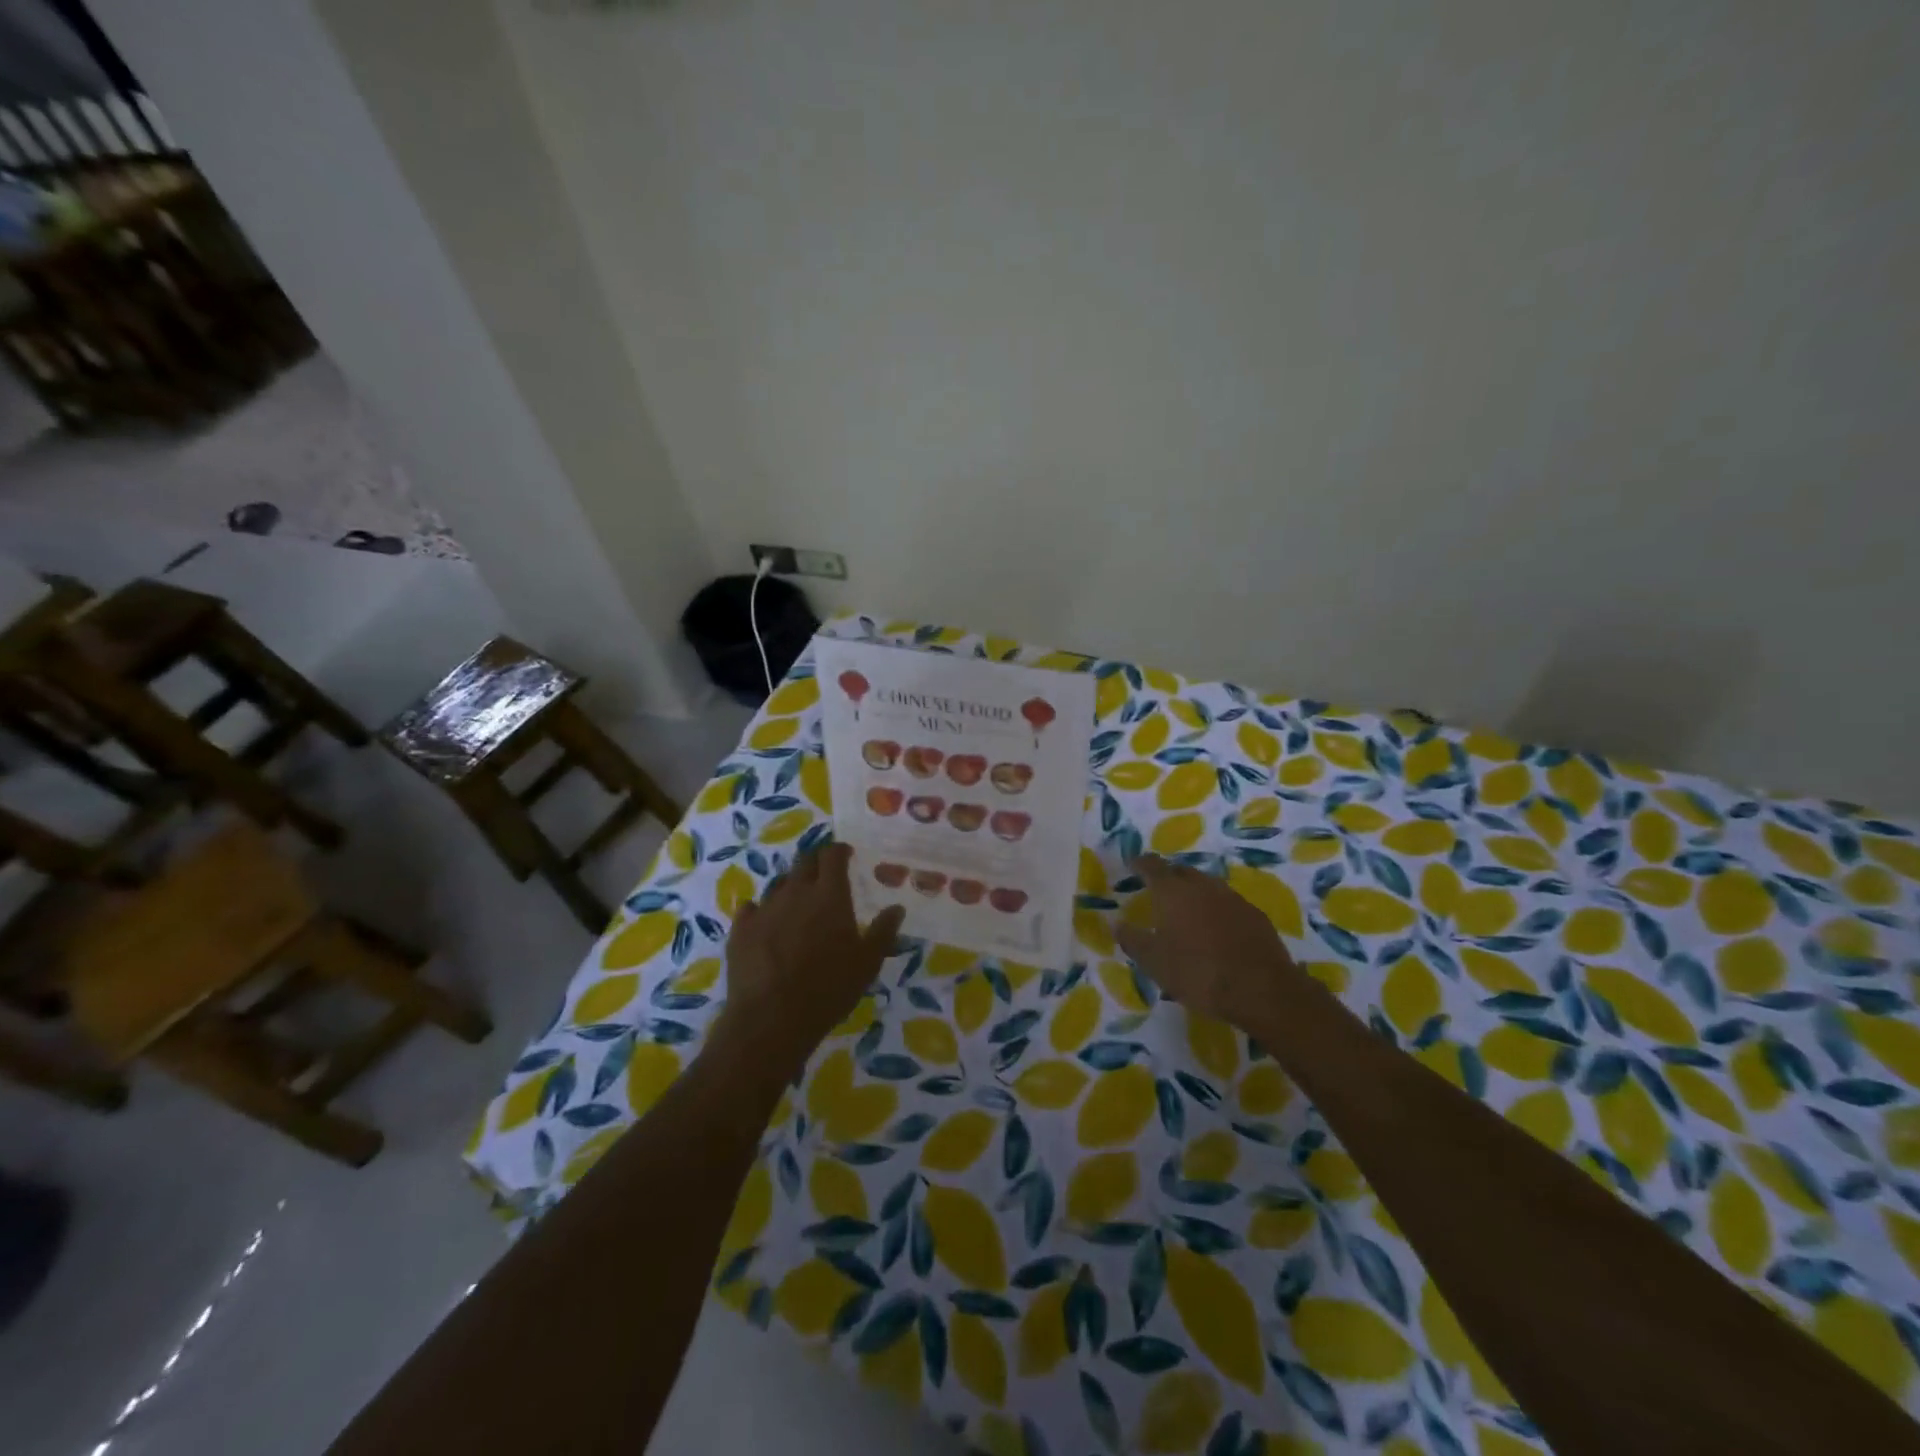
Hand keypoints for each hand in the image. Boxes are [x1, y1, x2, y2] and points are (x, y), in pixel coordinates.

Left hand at [715, 844, 905, 1070]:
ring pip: (778, 884)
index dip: (839, 851)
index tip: (845, 854)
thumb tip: (897, 908)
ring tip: (797, 905)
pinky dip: (761, 911)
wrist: (771, 1018)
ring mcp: (765, 908)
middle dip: (815, 863)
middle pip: (804, 862)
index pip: (832, 856)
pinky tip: (765, 924)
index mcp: (829, 895)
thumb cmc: (828, 989)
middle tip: (823, 876)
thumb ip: (883, 932)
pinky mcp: (741, 929)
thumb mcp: (867, 963)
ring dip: (790, 888)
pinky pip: (751, 908)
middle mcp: (796, 892)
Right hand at [1115, 854, 1301, 1031]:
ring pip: (1207, 885)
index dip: (1140, 863)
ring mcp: (1232, 898)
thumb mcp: (1154, 963)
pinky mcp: (1255, 915)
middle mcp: (1202, 886)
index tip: (1133, 864)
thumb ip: (1133, 940)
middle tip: (1159, 890)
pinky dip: (1217, 909)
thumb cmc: (1198, 973)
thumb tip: (1117, 924)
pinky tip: (1217, 929)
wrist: (1261, 990)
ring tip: (1187, 911)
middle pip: (1181, 871)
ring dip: (1194, 892)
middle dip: (1168, 876)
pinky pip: (1229, 903)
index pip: (1152, 866)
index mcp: (1173, 892)